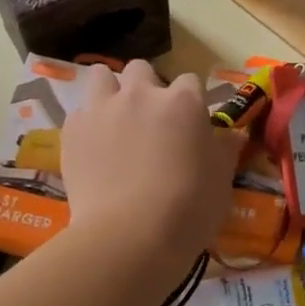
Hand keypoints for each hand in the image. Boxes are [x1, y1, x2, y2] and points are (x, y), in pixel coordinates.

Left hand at [60, 60, 244, 282]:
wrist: (129, 236)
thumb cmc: (188, 209)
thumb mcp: (221, 180)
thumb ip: (224, 149)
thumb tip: (231, 135)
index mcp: (183, 102)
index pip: (190, 82)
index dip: (190, 102)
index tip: (190, 124)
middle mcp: (141, 94)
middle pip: (142, 70)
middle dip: (146, 87)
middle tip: (150, 120)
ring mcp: (103, 108)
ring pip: (102, 76)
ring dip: (110, 91)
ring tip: (114, 119)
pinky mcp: (73, 130)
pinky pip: (79, 111)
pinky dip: (88, 124)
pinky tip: (93, 148)